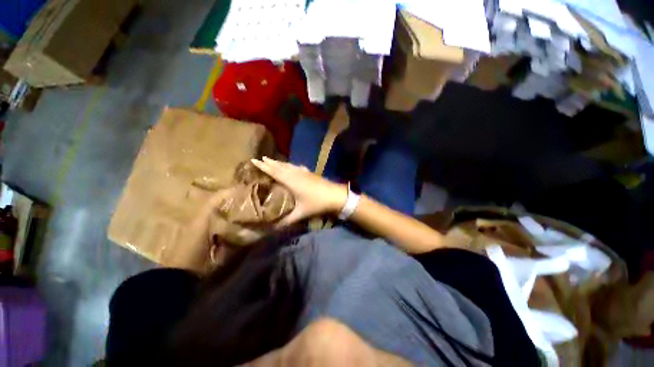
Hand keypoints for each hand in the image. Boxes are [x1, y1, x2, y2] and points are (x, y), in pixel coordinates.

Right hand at [250, 157, 346, 225]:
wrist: (335, 195)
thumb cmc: (317, 203)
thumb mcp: (301, 213)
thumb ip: (286, 221)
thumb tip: (272, 229)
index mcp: (291, 181)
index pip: (274, 171)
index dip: (263, 166)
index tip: (253, 160)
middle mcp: (296, 173)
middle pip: (280, 166)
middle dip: (269, 162)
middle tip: (259, 159)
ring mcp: (304, 172)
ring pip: (288, 165)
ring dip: (279, 162)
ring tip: (271, 160)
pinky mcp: (310, 173)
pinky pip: (296, 166)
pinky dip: (290, 165)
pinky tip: (291, 166)